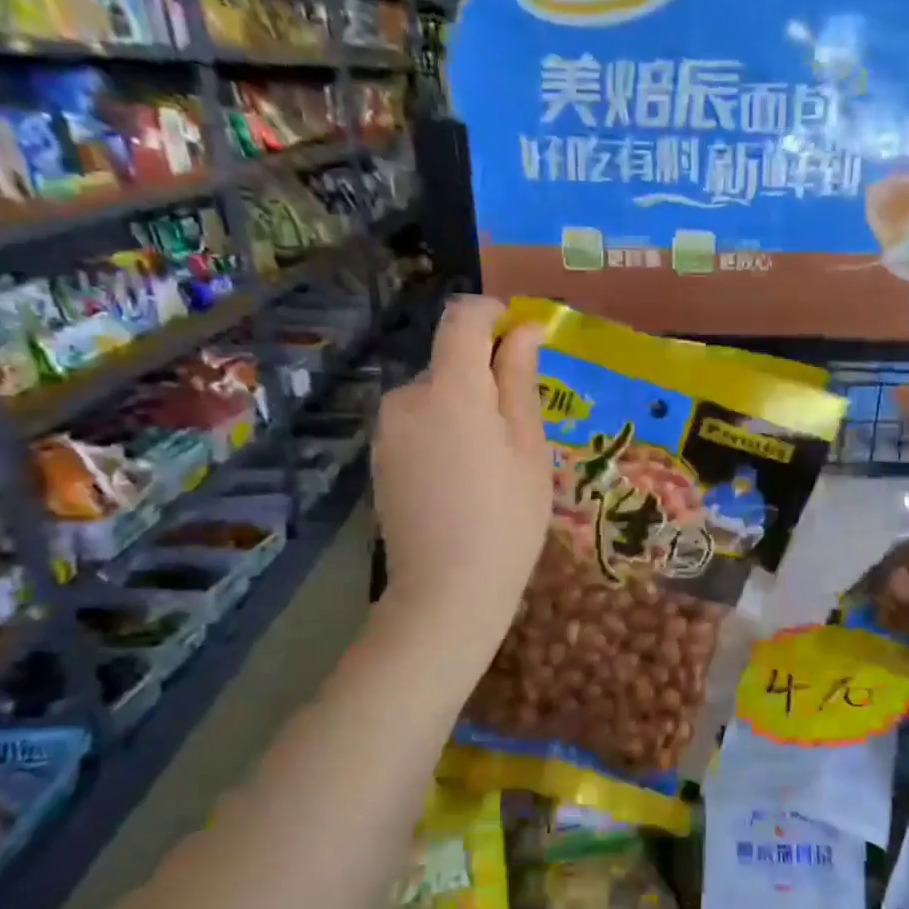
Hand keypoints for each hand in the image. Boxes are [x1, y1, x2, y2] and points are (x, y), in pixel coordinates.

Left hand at [372, 296, 550, 628]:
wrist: (447, 591)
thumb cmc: (508, 518)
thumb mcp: (529, 447)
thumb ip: (520, 380)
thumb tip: (524, 329)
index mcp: (451, 389)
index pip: (462, 318)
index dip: (494, 316)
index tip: (522, 341)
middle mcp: (407, 397)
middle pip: (450, 359)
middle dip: (485, 376)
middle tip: (520, 430)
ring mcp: (387, 429)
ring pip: (434, 393)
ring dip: (465, 406)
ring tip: (492, 463)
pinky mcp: (380, 456)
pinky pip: (418, 422)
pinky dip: (443, 430)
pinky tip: (462, 479)